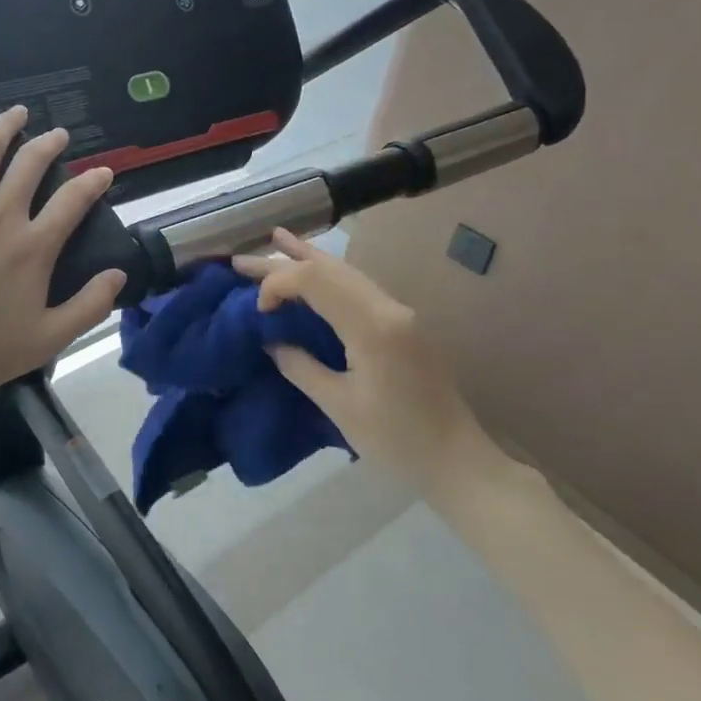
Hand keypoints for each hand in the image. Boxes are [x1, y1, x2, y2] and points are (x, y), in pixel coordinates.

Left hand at [0, 106, 126, 419]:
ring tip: (18, 112)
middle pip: (30, 164)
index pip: (73, 201)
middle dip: (50, 144)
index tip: (104, 171)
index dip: (93, 182)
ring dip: (5, 127)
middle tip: (59, 135)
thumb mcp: (47, 340)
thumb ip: (89, 307)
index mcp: (32, 247)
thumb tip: (118, 274)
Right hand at [232, 229, 477, 476]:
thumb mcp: (339, 407)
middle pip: (329, 268)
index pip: (315, 280)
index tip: (258, 311)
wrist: (459, 460)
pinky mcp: (403, 324)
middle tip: (241, 261)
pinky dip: (329, 276)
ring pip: (346, 272)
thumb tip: (271, 342)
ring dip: (308, 260)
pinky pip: (358, 287)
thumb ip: (301, 367)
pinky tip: (314, 269)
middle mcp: (388, 307)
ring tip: (277, 240)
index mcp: (372, 326)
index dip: (278, 284)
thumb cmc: (397, 440)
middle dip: (284, 262)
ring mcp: (399, 313)